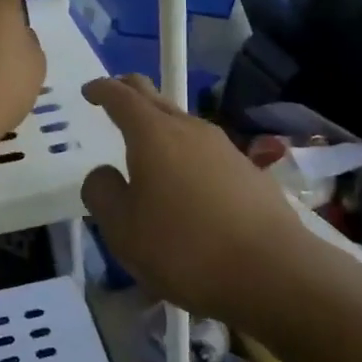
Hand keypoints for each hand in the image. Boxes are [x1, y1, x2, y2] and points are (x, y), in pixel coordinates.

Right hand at [80, 75, 307, 324]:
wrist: (273, 271)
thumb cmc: (185, 248)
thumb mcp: (123, 230)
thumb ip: (102, 193)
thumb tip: (104, 173)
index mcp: (153, 134)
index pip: (121, 97)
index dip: (101, 90)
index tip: (89, 91)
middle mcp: (189, 129)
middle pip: (154, 97)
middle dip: (129, 92)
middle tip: (112, 97)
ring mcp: (223, 147)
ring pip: (182, 123)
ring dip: (159, 127)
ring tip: (146, 150)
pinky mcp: (247, 171)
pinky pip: (204, 151)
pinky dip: (184, 155)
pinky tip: (184, 186)